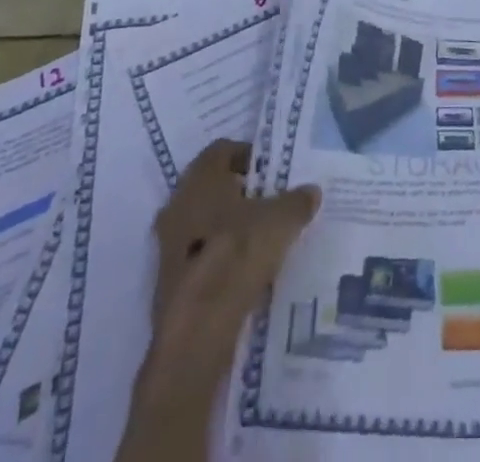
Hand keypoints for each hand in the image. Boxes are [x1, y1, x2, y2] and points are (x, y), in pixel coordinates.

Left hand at [146, 139, 320, 387]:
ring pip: (203, 223)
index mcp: (199, 180)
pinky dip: (219, 258)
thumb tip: (311, 191)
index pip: (221, 150)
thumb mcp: (281, 220)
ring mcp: (168, 246)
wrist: (197, 330)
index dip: (247, 155)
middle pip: (211, 187)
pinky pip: (199, 256)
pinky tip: (245, 270)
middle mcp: (177, 206)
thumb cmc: (237, 253)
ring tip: (262, 237)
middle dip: (239, 192)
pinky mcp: (169, 283)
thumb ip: (297, 201)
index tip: (271, 170)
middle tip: (269, 200)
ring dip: (228, 227)